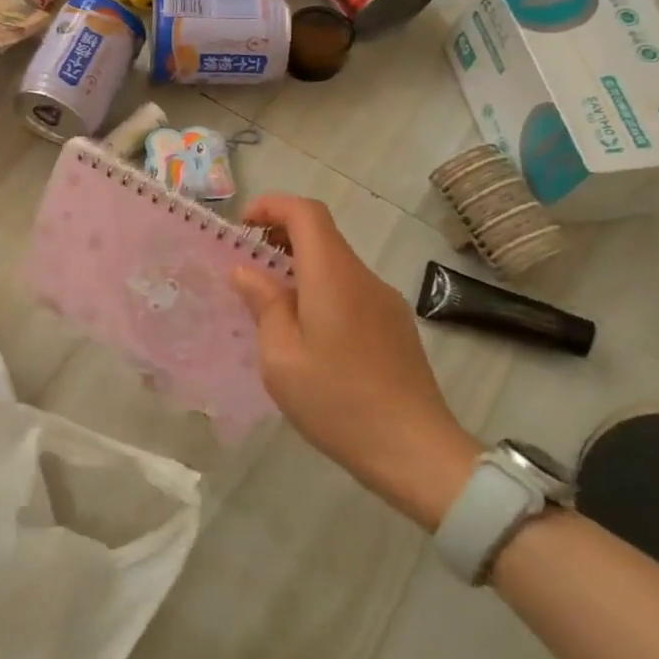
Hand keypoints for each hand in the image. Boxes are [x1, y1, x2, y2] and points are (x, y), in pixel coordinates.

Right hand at [230, 193, 477, 531]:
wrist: (416, 453)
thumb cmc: (337, 402)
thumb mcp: (281, 358)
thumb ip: (264, 305)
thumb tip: (247, 271)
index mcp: (333, 278)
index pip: (306, 213)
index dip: (271, 206)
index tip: (242, 226)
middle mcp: (363, 279)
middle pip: (322, 235)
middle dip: (279, 237)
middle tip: (246, 267)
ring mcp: (385, 303)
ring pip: (336, 265)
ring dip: (299, 268)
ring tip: (268, 305)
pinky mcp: (394, 326)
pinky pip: (350, 291)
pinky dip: (319, 290)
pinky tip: (305, 333)